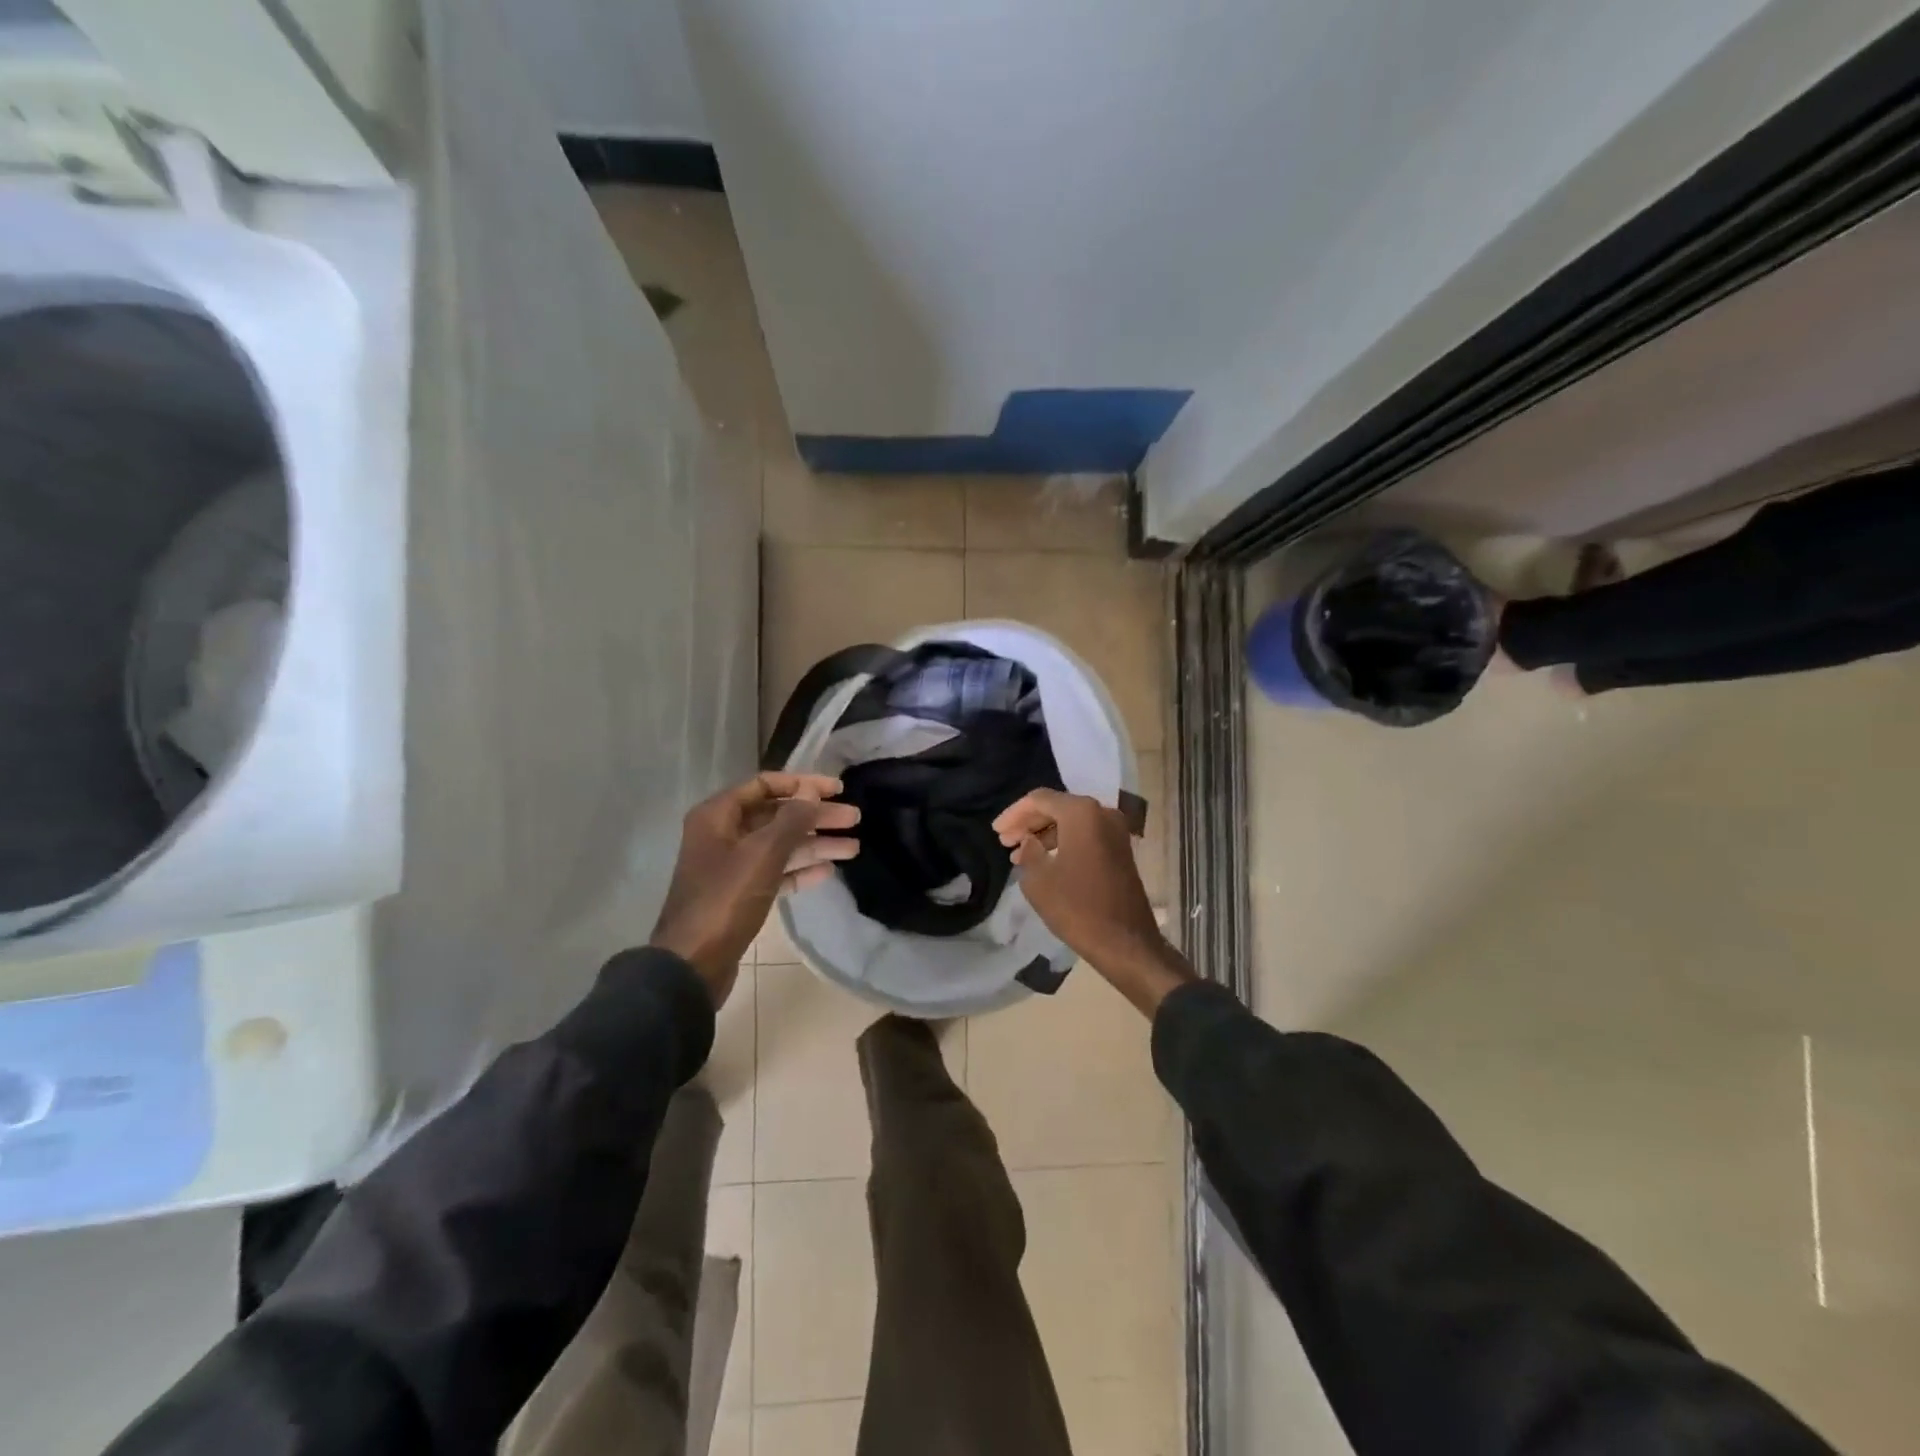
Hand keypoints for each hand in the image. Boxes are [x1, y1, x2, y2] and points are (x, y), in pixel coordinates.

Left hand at [651, 772, 858, 1004]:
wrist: (693, 964)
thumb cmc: (725, 900)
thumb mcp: (762, 854)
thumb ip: (791, 819)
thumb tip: (812, 790)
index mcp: (718, 815)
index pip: (766, 785)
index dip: (803, 784)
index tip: (838, 789)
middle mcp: (723, 834)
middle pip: (777, 816)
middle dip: (816, 817)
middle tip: (855, 819)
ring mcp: (731, 866)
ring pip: (780, 846)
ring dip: (815, 844)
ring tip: (854, 848)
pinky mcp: (740, 894)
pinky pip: (775, 872)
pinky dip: (800, 870)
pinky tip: (828, 871)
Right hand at [993, 789, 1194, 1016]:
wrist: (1126, 943)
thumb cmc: (1077, 907)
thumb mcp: (1038, 879)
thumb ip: (1028, 851)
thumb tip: (1030, 841)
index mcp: (1082, 813)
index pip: (1039, 799)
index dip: (1013, 814)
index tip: (996, 831)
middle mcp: (1102, 813)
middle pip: (1057, 807)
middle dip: (1028, 823)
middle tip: (1005, 841)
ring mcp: (1116, 831)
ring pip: (1071, 821)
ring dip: (1044, 834)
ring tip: (1019, 855)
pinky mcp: (1120, 850)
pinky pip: (1085, 835)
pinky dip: (1063, 842)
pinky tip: (1044, 861)